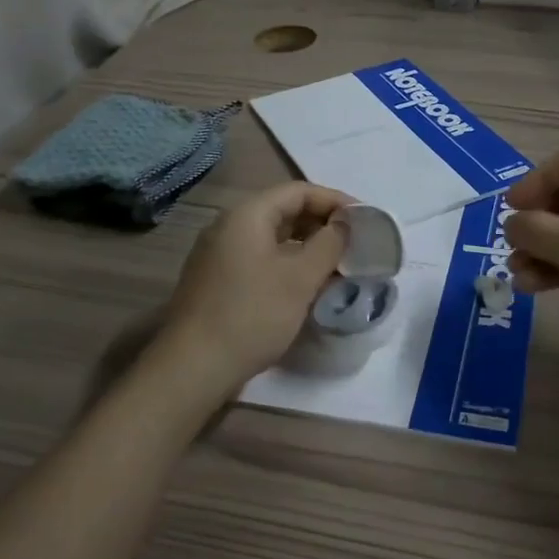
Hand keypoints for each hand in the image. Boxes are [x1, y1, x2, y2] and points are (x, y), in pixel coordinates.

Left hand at [153, 181, 350, 403]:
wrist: (193, 367)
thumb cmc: (252, 314)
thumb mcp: (300, 277)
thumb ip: (329, 243)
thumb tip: (344, 224)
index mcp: (247, 215)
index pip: (299, 191)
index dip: (335, 201)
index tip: (365, 220)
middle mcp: (229, 226)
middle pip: (285, 211)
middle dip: (323, 224)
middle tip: (354, 244)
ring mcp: (219, 254)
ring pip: (273, 238)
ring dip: (307, 247)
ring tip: (337, 266)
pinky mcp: (218, 280)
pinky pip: (261, 259)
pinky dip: (288, 264)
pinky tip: (306, 287)